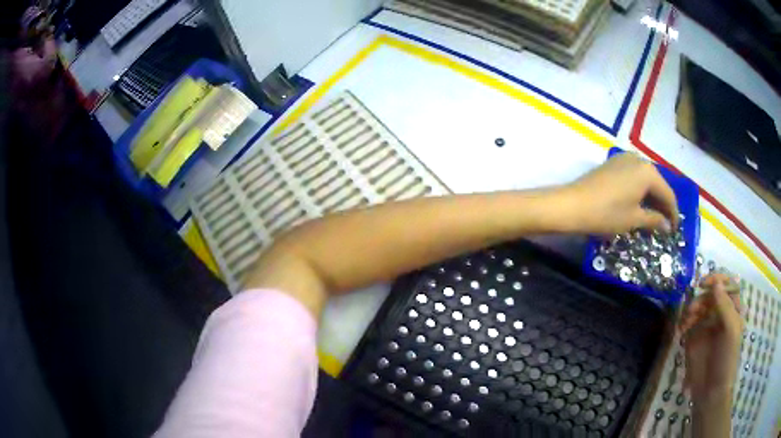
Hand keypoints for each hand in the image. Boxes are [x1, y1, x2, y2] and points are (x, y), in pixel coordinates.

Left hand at [558, 153, 678, 234]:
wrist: (572, 204)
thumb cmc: (607, 213)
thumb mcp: (634, 219)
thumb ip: (654, 220)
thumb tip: (668, 225)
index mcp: (648, 172)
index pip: (668, 194)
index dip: (673, 214)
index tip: (674, 230)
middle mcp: (638, 159)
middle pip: (658, 184)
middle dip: (663, 205)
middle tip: (665, 225)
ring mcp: (624, 159)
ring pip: (646, 180)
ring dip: (651, 198)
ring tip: (653, 218)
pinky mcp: (613, 163)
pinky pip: (634, 177)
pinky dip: (640, 191)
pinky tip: (639, 205)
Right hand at [679, 273, 742, 402]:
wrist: (710, 391)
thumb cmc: (726, 359)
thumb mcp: (730, 331)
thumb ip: (724, 305)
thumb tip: (715, 283)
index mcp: (733, 310)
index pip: (728, 285)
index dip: (718, 280)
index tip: (705, 284)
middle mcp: (720, 314)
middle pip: (711, 294)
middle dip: (701, 298)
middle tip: (692, 309)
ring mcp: (707, 326)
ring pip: (698, 306)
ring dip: (691, 309)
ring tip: (685, 323)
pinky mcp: (694, 338)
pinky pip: (688, 322)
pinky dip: (683, 322)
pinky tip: (681, 331)